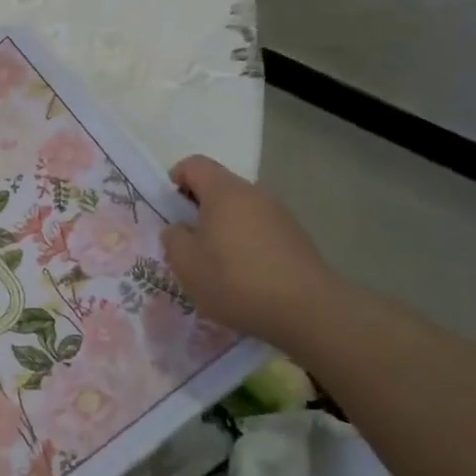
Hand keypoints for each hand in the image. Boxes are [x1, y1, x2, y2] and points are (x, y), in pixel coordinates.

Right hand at [161, 155, 340, 345]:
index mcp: (224, 191)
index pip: (193, 165)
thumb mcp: (186, 264)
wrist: (307, 310)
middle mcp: (254, 193)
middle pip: (218, 186)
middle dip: (198, 208)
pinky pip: (259, 228)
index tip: (168, 211)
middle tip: (187, 242)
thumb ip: (173, 238)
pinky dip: (245, 242)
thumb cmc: (236, 280)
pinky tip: (244, 275)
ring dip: (223, 227)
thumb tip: (179, 228)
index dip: (174, 180)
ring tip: (216, 263)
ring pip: (240, 209)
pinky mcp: (295, 236)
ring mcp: (279, 213)